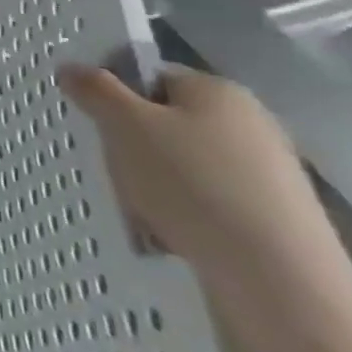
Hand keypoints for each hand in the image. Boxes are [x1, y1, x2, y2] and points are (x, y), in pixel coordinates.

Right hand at [58, 64, 347, 299]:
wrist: (280, 284)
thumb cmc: (194, 185)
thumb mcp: (126, 127)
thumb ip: (95, 90)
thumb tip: (71, 67)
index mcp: (218, 90)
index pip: (151, 77)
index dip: (117, 98)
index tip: (98, 128)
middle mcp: (250, 123)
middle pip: (166, 124)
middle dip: (134, 150)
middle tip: (119, 176)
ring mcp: (269, 174)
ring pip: (185, 169)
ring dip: (156, 188)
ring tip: (145, 217)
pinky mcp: (277, 221)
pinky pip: (211, 206)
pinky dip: (187, 219)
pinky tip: (175, 242)